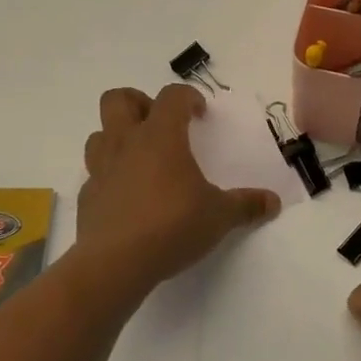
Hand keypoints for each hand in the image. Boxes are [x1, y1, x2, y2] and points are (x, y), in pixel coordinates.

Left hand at [76, 85, 280, 291]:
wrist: (115, 264)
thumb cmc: (172, 226)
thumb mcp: (219, 216)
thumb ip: (246, 205)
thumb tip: (273, 202)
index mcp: (160, 136)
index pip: (171, 96)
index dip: (188, 97)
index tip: (200, 114)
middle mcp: (125, 143)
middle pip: (118, 100)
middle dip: (138, 103)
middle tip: (160, 125)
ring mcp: (100, 169)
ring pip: (99, 134)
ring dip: (118, 137)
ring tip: (141, 158)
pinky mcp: (87, 197)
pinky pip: (95, 174)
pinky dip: (110, 176)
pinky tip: (128, 197)